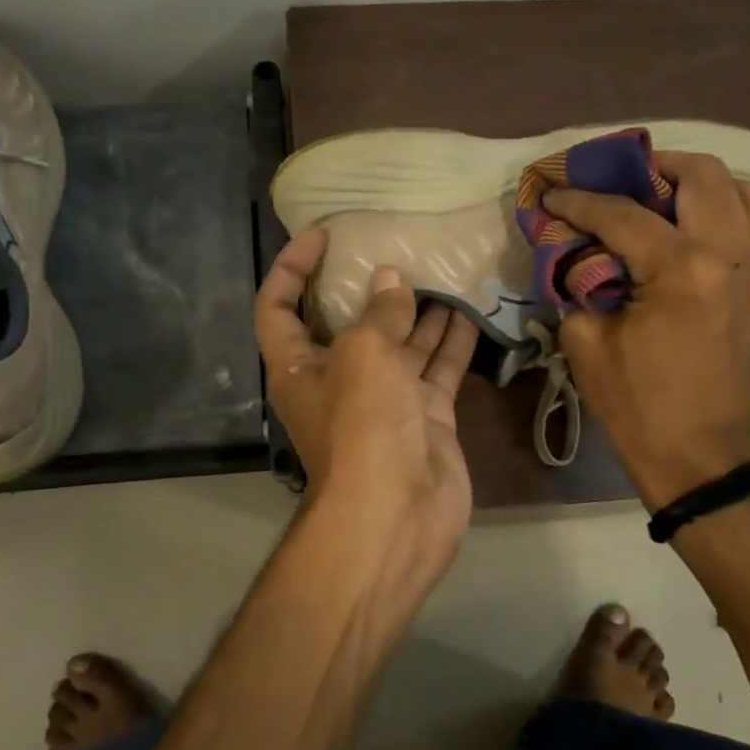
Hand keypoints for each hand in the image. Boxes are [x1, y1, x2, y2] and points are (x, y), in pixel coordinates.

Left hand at [254, 228, 479, 587]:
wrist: (397, 513)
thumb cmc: (362, 423)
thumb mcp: (364, 354)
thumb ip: (380, 313)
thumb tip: (390, 279)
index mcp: (298, 365)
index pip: (278, 306)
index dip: (292, 267)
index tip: (322, 235)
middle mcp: (337, 379)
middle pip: (348, 323)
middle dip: (369, 287)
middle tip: (397, 247)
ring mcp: (384, 400)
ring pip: (401, 343)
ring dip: (419, 310)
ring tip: (442, 269)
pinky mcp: (424, 417)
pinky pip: (436, 369)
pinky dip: (451, 342)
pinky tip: (471, 308)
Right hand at [545, 152, 749, 509]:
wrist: (701, 455)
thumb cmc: (638, 405)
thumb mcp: (585, 343)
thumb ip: (576, 284)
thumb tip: (572, 254)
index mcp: (681, 269)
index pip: (622, 214)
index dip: (579, 201)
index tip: (551, 193)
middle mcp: (728, 254)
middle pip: (700, 176)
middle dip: (650, 166)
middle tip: (614, 178)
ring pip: (742, 189)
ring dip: (697, 180)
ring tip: (658, 193)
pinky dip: (726, 206)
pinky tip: (692, 223)